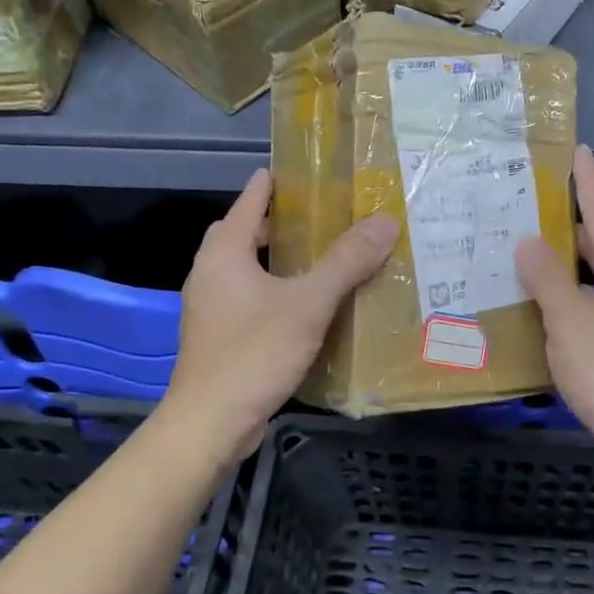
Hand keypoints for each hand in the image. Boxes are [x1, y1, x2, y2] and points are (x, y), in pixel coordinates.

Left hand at [162, 169, 397, 458]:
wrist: (211, 422)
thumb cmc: (254, 352)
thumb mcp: (308, 303)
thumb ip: (346, 262)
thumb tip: (385, 222)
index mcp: (224, 254)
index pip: (248, 202)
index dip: (271, 185)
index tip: (297, 171)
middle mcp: (209, 274)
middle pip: (240, 235)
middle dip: (273, 224)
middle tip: (315, 219)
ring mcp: (210, 308)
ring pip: (243, 270)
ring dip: (274, 260)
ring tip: (316, 259)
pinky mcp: (218, 337)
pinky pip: (247, 299)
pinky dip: (272, 291)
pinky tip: (303, 306)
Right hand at [515, 146, 593, 486]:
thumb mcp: (571, 320)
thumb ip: (547, 278)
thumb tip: (529, 241)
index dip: (586, 179)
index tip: (575, 149)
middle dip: (562, 224)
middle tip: (519, 208)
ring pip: (590, 278)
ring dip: (559, 267)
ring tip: (516, 254)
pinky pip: (589, 309)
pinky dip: (564, 301)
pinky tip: (534, 309)